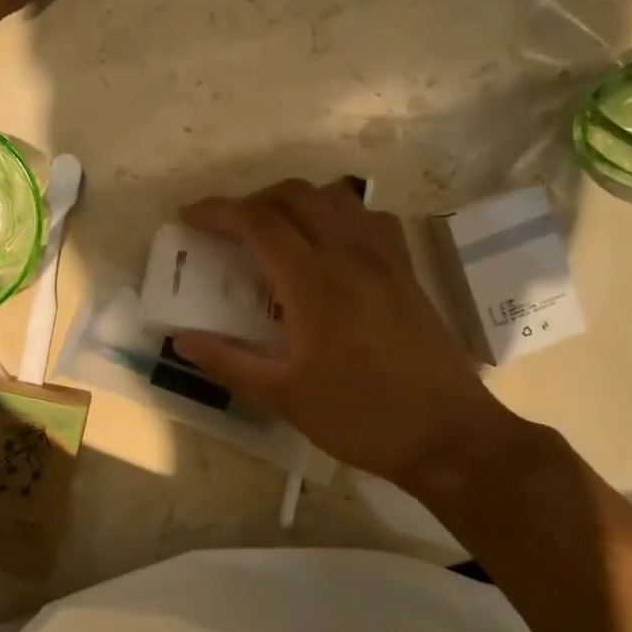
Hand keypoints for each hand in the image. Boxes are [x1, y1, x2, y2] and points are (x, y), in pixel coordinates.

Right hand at [172, 180, 525, 483]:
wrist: (449, 437)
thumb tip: (182, 340)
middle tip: (228, 229)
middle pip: (296, 195)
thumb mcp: (284, 398)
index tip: (189, 216)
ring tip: (273, 232)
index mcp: (315, 283)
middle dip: (252, 200)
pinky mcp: (407, 271)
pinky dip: (338, 213)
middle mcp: (351, 255)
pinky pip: (369, 218)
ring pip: (336, 197)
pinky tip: (329, 245)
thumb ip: (229, 362)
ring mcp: (385, 259)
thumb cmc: (361, 418)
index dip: (217, 211)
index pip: (258, 222)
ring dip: (295, 201)